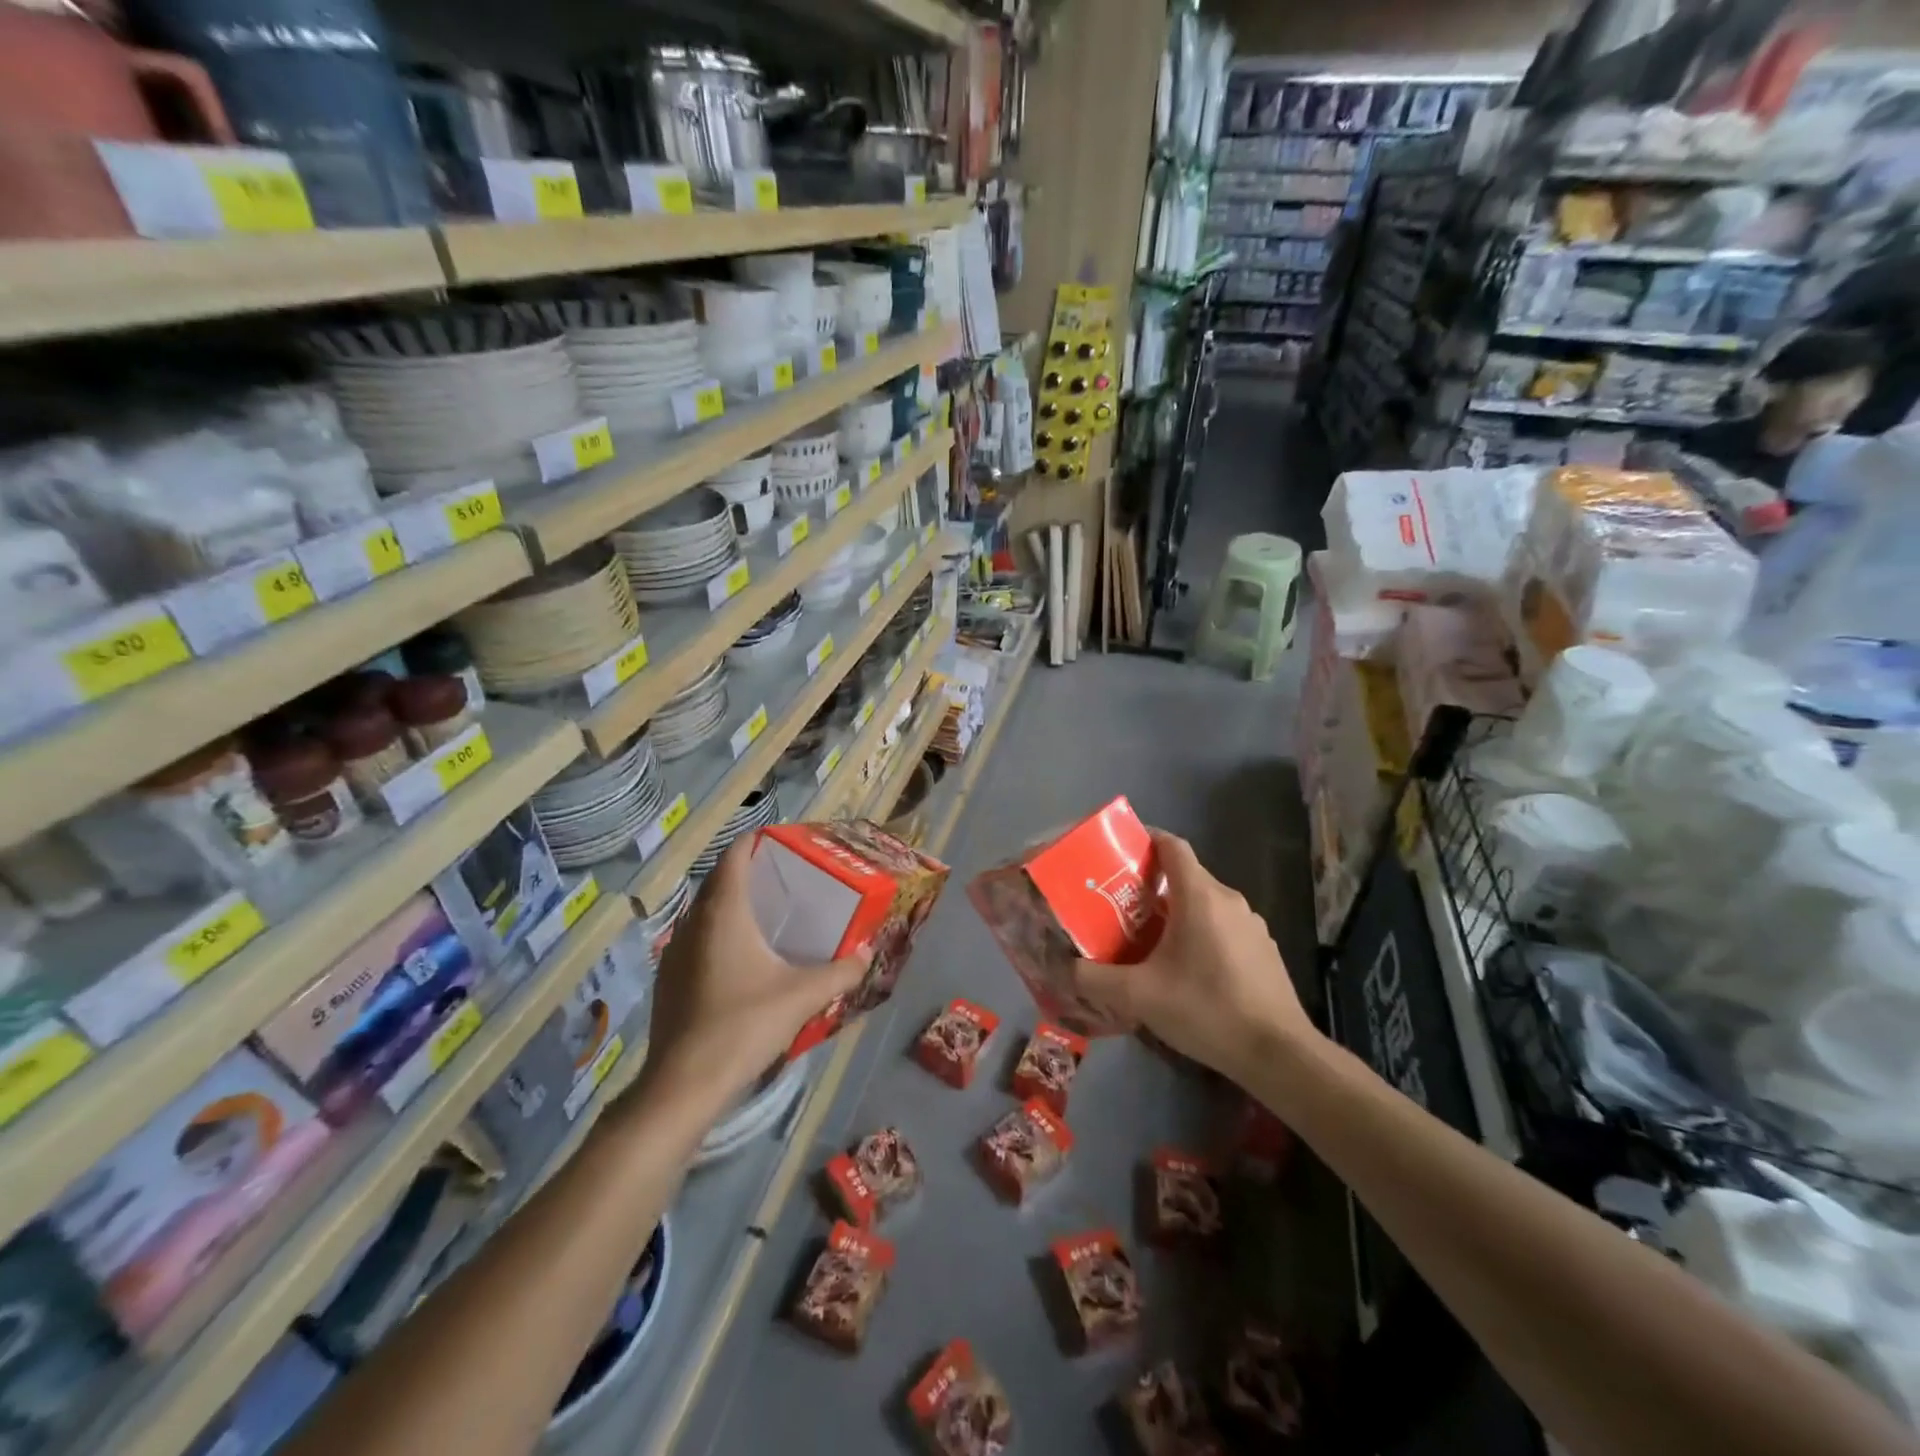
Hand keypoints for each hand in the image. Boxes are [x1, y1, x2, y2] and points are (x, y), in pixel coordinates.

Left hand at [640, 840, 867, 1111]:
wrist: (684, 1085)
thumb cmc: (744, 1026)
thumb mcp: (802, 996)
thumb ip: (841, 971)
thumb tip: (868, 952)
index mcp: (723, 912)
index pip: (733, 856)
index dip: (754, 841)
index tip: (780, 841)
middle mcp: (692, 922)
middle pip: (718, 881)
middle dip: (747, 873)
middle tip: (782, 878)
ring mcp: (673, 952)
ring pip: (703, 912)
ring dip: (729, 905)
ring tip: (764, 916)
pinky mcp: (666, 980)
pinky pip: (695, 940)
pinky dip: (716, 934)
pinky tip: (739, 960)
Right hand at [1068, 829, 1315, 1081]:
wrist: (1279, 1054)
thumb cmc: (1206, 1009)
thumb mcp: (1139, 996)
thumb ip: (1095, 979)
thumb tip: (1065, 968)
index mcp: (1200, 896)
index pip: (1172, 845)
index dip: (1145, 840)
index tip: (1119, 853)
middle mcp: (1229, 900)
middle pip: (1185, 876)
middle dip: (1151, 885)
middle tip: (1119, 907)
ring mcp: (1252, 925)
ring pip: (1205, 904)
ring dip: (1176, 913)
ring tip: (1148, 940)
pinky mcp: (1264, 950)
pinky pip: (1224, 927)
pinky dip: (1200, 934)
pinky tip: (1186, 970)